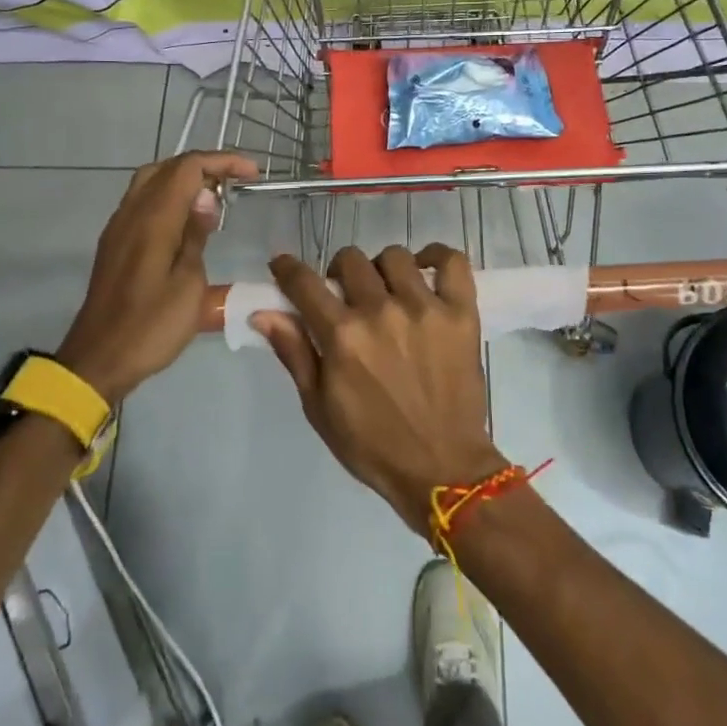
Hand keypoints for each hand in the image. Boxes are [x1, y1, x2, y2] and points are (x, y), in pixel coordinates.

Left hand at [55, 151, 257, 401]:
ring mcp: (119, 227)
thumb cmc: (151, 326)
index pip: (188, 168)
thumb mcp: (189, 284)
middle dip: (204, 166)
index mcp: (153, 219)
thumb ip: (196, 235)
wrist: (99, 359)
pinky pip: (143, 201)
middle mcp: (132, 213)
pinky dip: (169, 196)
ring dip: (184, 179)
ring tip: (215, 197)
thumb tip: (206, 197)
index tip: (253, 174)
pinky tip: (187, 220)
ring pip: (151, 181)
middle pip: (167, 167)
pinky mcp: (114, 242)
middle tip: (235, 183)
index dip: (223, 162)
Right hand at [257, 245, 506, 533]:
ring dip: (382, 269)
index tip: (282, 266)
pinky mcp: (462, 313)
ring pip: (395, 257)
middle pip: (350, 261)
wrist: (442, 469)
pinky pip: (452, 261)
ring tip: (387, 291)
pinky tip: (426, 271)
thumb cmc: (372, 444)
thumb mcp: (319, 407)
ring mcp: (425, 308)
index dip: (287, 269)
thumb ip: (294, 353)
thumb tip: (264, 313)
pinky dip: (437, 257)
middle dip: (338, 273)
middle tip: (346, 296)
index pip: (304, 283)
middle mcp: (382, 312)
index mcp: (343, 336)